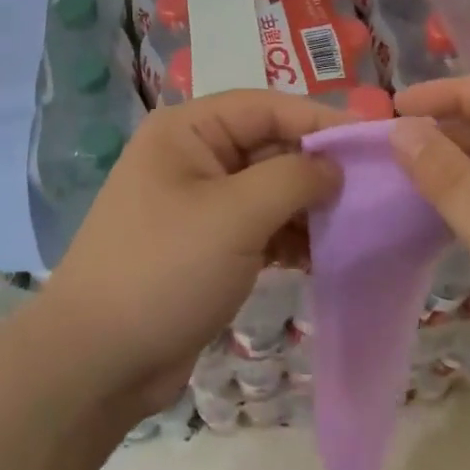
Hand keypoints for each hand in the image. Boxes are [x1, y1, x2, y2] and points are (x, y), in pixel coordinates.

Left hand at [37, 90, 348, 418]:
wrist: (97, 362)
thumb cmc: (164, 270)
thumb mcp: (235, 216)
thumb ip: (293, 178)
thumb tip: (334, 166)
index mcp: (188, 131)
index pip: (266, 106)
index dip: (319, 119)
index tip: (371, 142)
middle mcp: (193, 157)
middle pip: (270, 146)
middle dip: (317, 169)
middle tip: (372, 191)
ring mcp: (200, 203)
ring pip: (270, 190)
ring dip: (309, 207)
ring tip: (354, 227)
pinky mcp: (208, 245)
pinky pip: (261, 226)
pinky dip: (291, 237)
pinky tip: (322, 256)